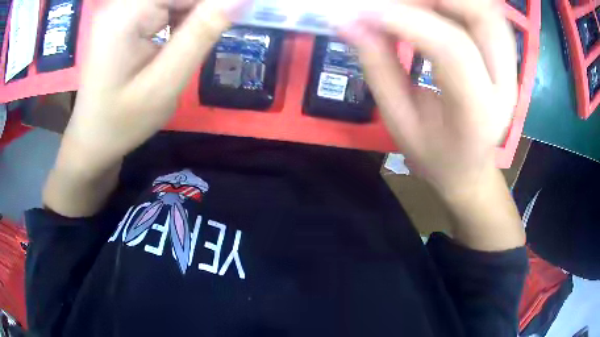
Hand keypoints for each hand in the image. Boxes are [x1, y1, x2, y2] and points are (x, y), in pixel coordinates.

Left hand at [44, 0, 246, 216]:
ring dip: (193, 14)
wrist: (92, 140)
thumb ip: (201, 34)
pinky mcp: (124, 18)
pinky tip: (179, 39)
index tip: (236, 14)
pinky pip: (162, 6)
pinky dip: (180, 17)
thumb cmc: (122, 121)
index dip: (211, 2)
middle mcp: (121, 3)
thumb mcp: (165, 83)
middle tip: (203, 42)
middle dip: (202, 9)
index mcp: (126, 13)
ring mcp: (121, 10)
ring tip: (187, 46)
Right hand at [341, 0, 516, 196]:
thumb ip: (378, 67)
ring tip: (411, 3)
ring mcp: (510, 67)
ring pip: (487, 9)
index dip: (407, 20)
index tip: (365, 12)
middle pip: (482, 16)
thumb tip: (349, 22)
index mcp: (478, 113)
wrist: (470, 167)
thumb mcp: (399, 121)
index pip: (453, 50)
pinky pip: (484, 12)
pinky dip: (454, 2)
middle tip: (396, 2)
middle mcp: (504, 84)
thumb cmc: (435, 154)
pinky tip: (430, 7)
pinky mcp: (505, 56)